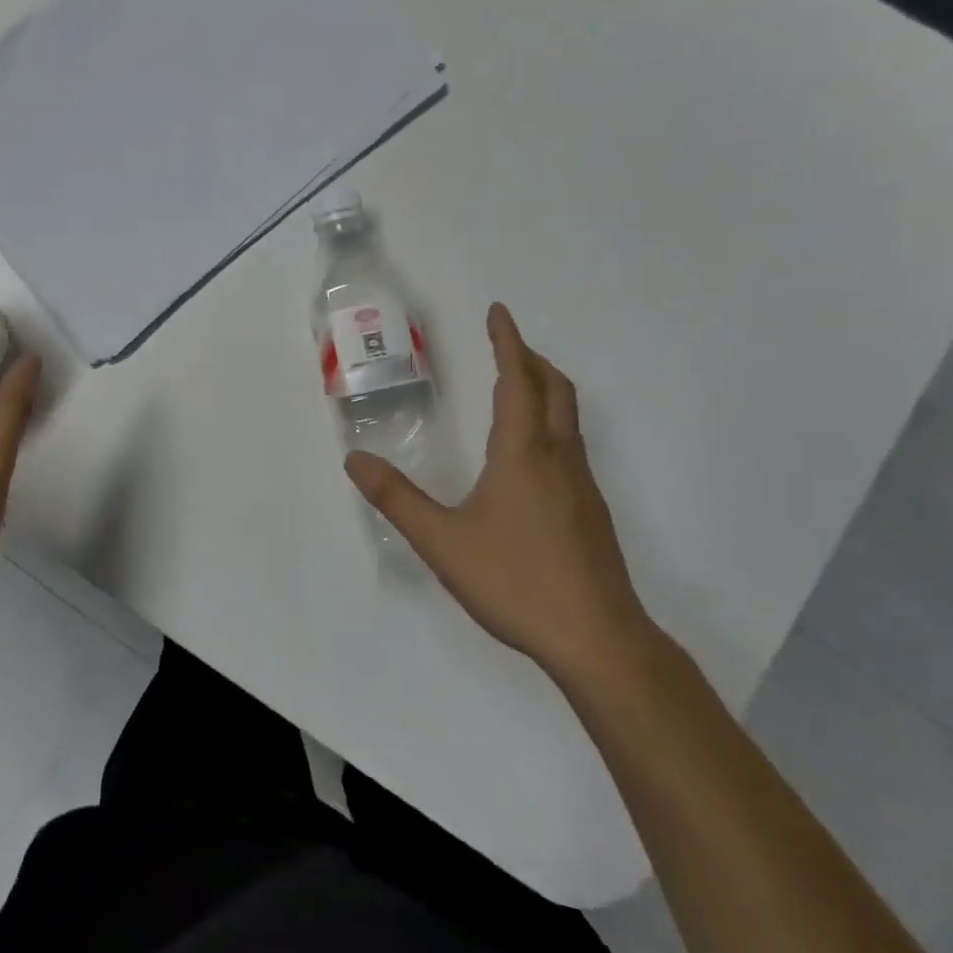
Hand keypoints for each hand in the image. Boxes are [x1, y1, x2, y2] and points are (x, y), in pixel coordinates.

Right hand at [346, 303, 656, 689]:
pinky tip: (533, 457)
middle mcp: (559, 458)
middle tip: (506, 345)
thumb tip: (355, 460)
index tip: (498, 312)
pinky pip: (572, 446)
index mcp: (524, 453)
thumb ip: (397, 498)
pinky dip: (551, 424)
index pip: (518, 380)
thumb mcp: (443, 541)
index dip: (508, 342)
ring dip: (545, 389)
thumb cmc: (517, 581)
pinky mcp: (592, 513)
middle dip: (531, 359)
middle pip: (555, 389)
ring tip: (518, 389)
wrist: (598, 640)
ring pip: (569, 418)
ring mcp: (583, 486)